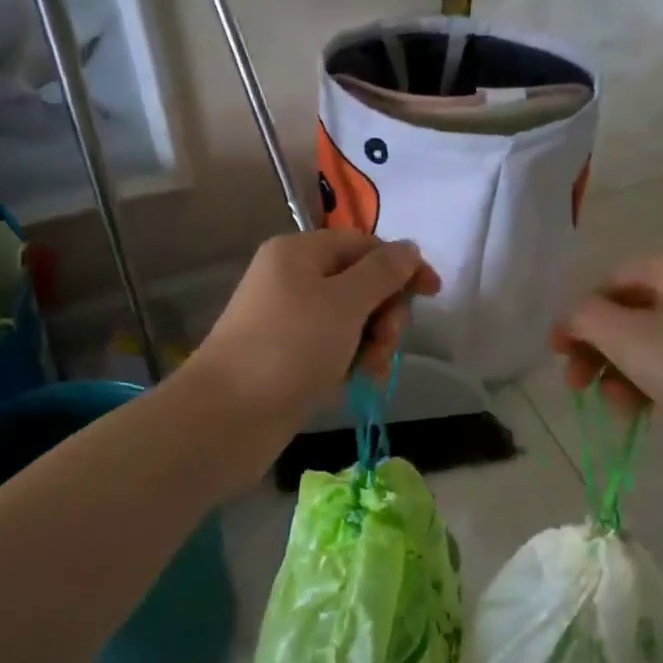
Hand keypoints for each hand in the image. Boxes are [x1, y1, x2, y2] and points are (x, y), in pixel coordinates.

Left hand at [186, 229, 439, 433]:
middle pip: (360, 285)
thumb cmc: (289, 348)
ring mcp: (289, 322)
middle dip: (384, 313)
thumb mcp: (344, 302)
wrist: (228, 416)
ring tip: (367, 372)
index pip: (364, 246)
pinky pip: (334, 351)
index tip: (433, 294)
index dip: (401, 266)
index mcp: (300, 253)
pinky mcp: (289, 359)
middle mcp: (292, 281)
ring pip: (351, 322)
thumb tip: (409, 248)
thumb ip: (383, 272)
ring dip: (371, 344)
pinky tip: (354, 384)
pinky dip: (350, 364)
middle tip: (384, 343)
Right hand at [551, 245, 662, 448]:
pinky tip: (640, 413)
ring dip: (620, 374)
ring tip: (618, 409)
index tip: (556, 357)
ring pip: (647, 343)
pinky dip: (649, 384)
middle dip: (598, 351)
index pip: (609, 282)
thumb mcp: (628, 337)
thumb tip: (570, 319)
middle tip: (577, 388)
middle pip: (627, 313)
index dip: (577, 318)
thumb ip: (586, 318)